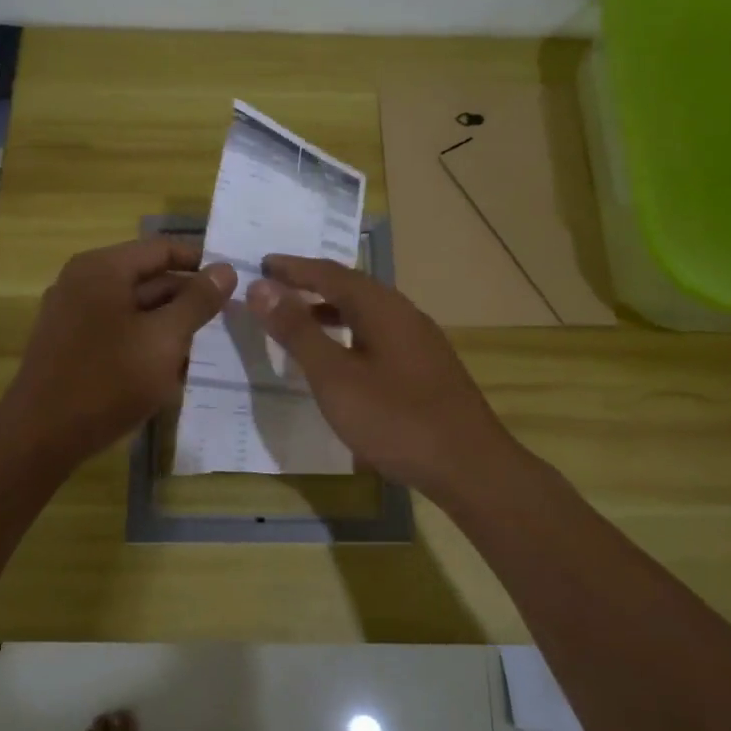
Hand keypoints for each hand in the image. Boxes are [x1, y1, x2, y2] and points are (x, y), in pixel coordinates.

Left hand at [0, 237, 236, 465]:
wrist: (41, 436)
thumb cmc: (108, 381)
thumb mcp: (164, 340)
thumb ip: (198, 302)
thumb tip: (226, 269)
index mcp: (103, 268)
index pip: (162, 249)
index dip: (201, 263)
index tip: (234, 284)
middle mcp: (83, 281)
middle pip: (148, 279)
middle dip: (187, 301)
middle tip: (226, 322)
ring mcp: (72, 314)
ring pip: (134, 309)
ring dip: (169, 326)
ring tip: (203, 350)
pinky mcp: (70, 344)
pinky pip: (117, 331)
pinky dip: (144, 343)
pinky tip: (168, 371)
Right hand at [246, 255, 518, 502]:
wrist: (469, 466)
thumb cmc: (395, 420)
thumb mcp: (334, 377)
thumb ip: (298, 331)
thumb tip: (261, 288)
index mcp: (382, 308)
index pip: (331, 273)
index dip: (294, 268)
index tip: (262, 264)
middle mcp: (405, 315)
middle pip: (353, 288)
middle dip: (313, 284)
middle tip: (277, 288)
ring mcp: (421, 342)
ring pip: (369, 313)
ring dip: (332, 309)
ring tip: (301, 320)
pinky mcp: (428, 369)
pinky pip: (380, 335)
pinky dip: (351, 333)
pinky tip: (342, 359)